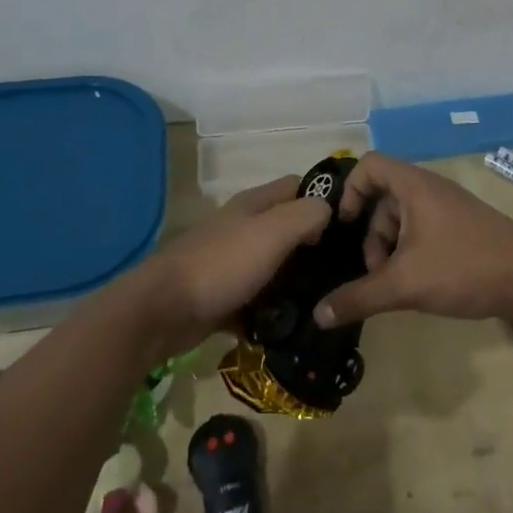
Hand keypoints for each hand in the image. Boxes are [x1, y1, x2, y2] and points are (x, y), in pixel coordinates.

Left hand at [134, 176, 329, 355]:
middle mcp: (243, 227)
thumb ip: (307, 215)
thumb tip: (328, 212)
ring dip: (295, 283)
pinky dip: (271, 312)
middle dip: (314, 246)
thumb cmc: (222, 264)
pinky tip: (292, 327)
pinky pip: (256, 302)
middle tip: (344, 270)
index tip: (351, 224)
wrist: (161, 312)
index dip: (324, 198)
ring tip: (326, 300)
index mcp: (254, 204)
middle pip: (288, 228)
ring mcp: (230, 263)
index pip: (298, 186)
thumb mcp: (273, 231)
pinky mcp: (221, 297)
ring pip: (274, 267)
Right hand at [311, 152, 512, 327]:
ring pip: (404, 218)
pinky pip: (424, 229)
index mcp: (414, 186)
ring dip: (391, 248)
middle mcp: (430, 189)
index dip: (350, 190)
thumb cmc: (462, 266)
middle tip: (374, 271)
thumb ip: (359, 297)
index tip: (344, 227)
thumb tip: (319, 315)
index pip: (370, 165)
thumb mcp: (405, 284)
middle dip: (372, 235)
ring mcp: (449, 208)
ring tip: (396, 285)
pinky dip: (412, 252)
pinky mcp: (463, 228)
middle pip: (384, 198)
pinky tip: (418, 284)